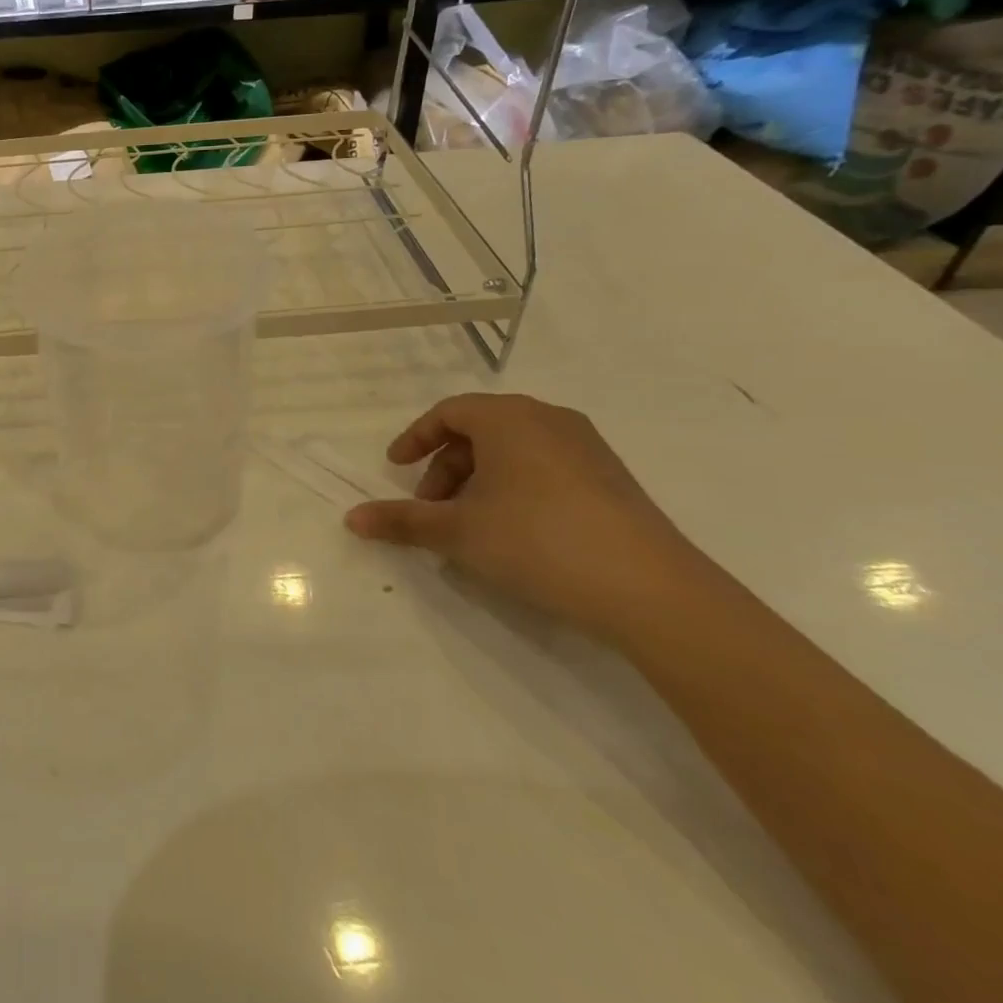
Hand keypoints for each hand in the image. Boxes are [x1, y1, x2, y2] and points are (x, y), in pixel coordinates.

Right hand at [345, 394, 719, 641]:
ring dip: (479, 481)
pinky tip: (514, 533)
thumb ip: (401, 521)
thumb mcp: (457, 531)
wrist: (650, 589)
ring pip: (514, 451)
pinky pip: (545, 468)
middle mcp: (549, 420)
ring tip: (469, 525)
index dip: (416, 439)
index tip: (396, 468)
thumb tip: (352, 519)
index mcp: (509, 418)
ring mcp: (587, 448)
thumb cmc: (536, 540)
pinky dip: (515, 489)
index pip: (449, 412)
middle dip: (446, 467)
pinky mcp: (612, 480)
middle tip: (431, 508)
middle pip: (480, 431)